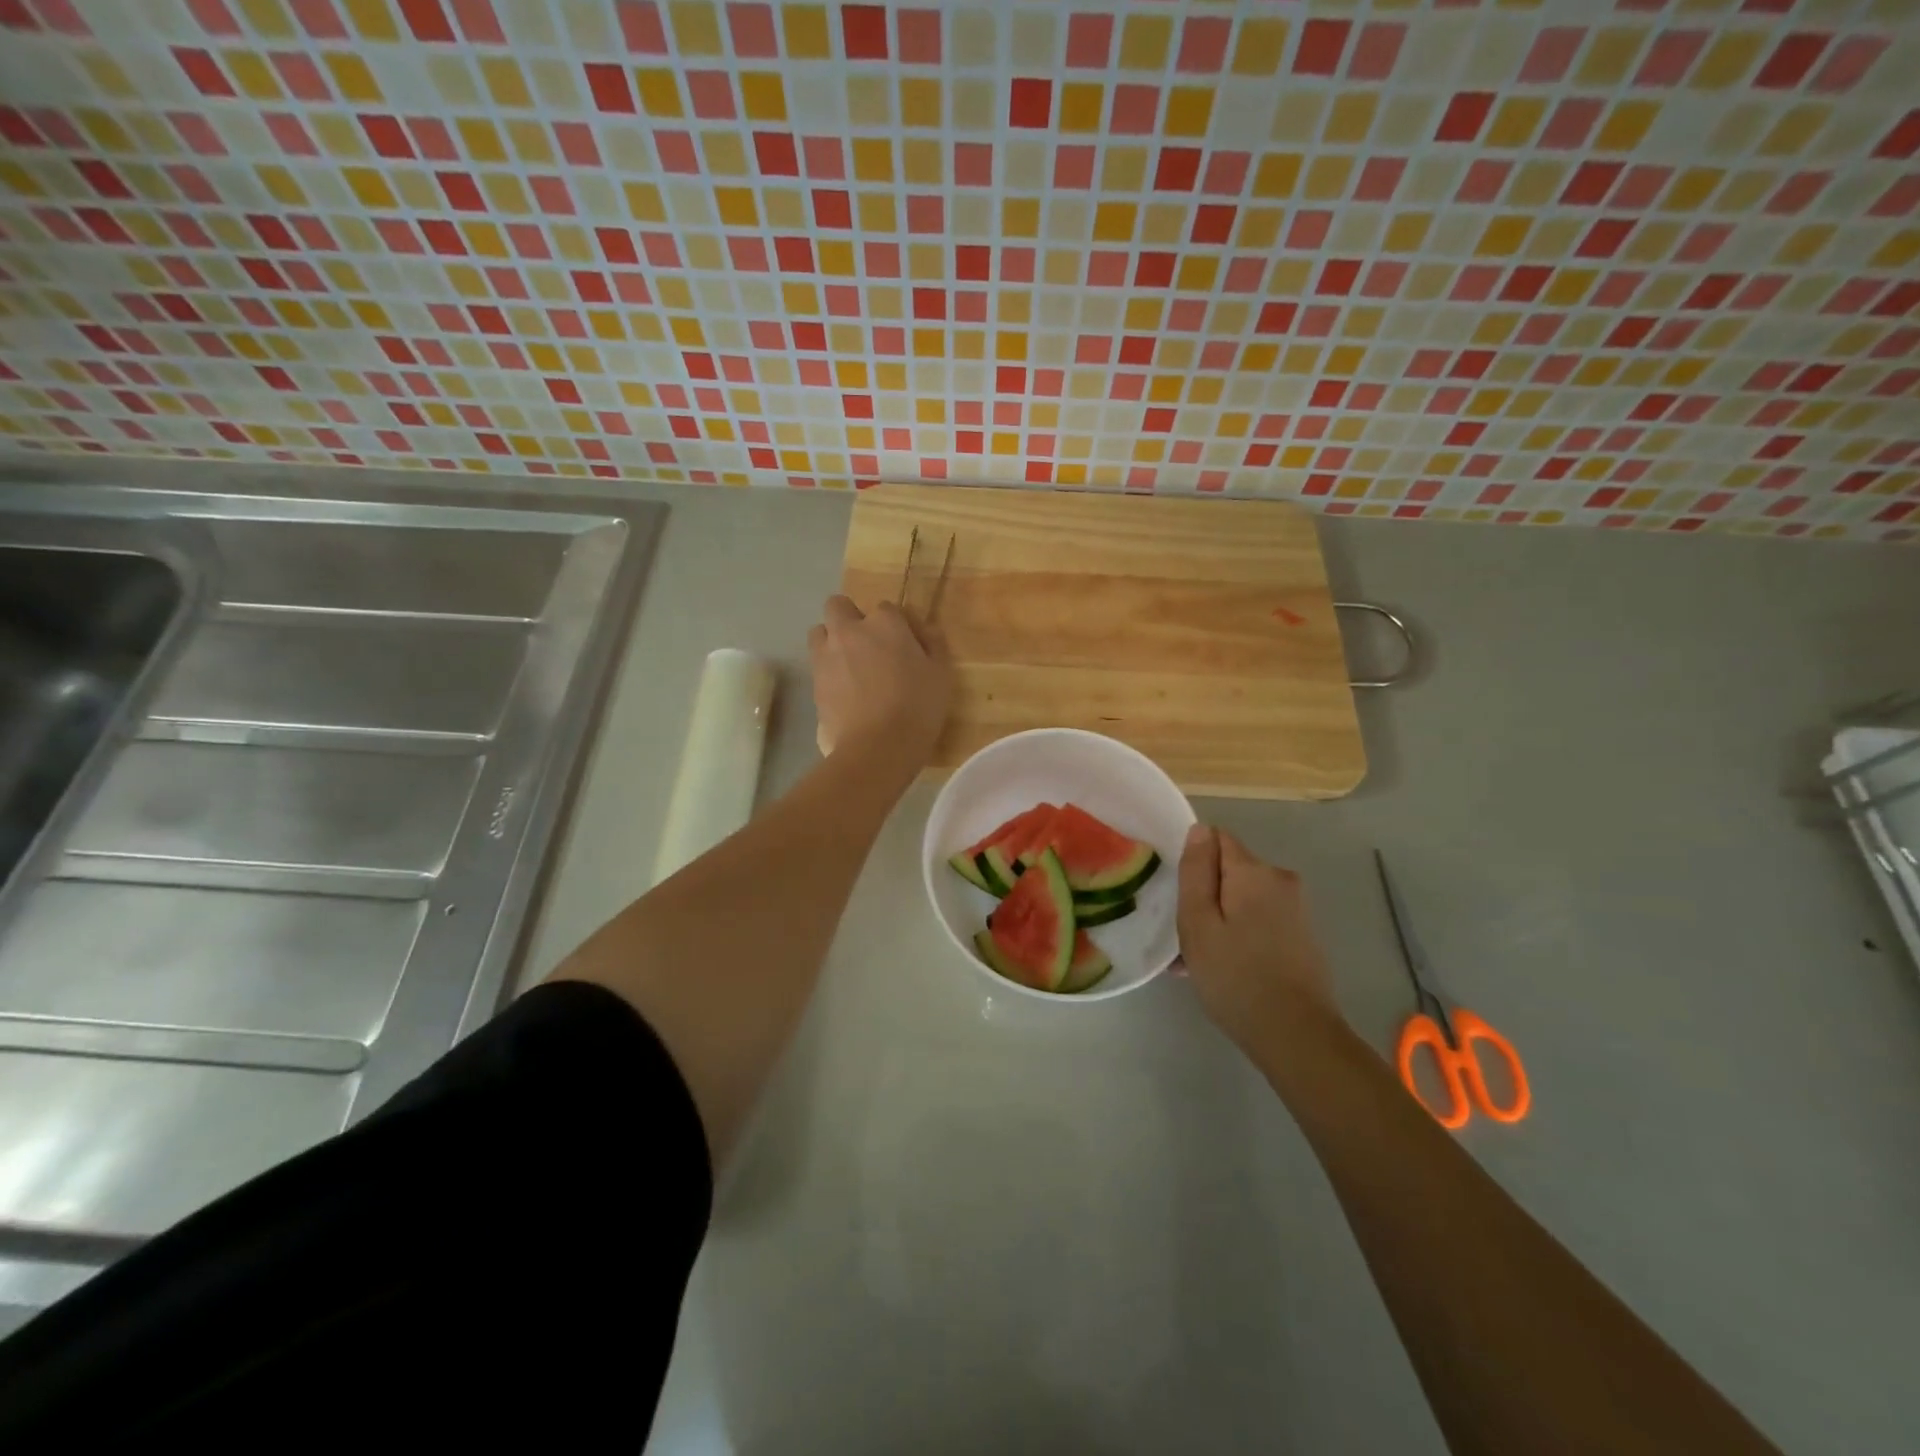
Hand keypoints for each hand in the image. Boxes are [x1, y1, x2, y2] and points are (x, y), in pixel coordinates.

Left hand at [808, 595, 953, 769]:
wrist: (877, 747)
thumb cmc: (917, 707)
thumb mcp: (941, 674)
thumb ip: (933, 644)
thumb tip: (926, 628)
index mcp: (884, 623)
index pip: (886, 608)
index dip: (895, 625)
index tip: (905, 645)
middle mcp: (849, 631)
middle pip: (838, 606)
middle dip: (850, 618)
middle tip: (868, 645)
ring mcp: (826, 655)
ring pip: (820, 632)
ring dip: (832, 640)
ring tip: (850, 665)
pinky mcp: (813, 682)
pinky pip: (817, 665)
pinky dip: (828, 670)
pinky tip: (844, 692)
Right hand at [1177, 825, 1339, 1052]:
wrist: (1296, 1036)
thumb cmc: (1235, 976)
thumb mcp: (1198, 922)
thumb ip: (1196, 871)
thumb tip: (1199, 829)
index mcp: (1254, 871)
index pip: (1216, 839)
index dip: (1193, 863)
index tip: (1179, 897)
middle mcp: (1280, 880)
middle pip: (1229, 870)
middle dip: (1205, 895)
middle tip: (1184, 937)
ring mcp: (1296, 909)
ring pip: (1242, 899)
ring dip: (1219, 919)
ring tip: (1197, 961)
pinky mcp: (1302, 936)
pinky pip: (1259, 920)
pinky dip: (1239, 935)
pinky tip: (1224, 969)